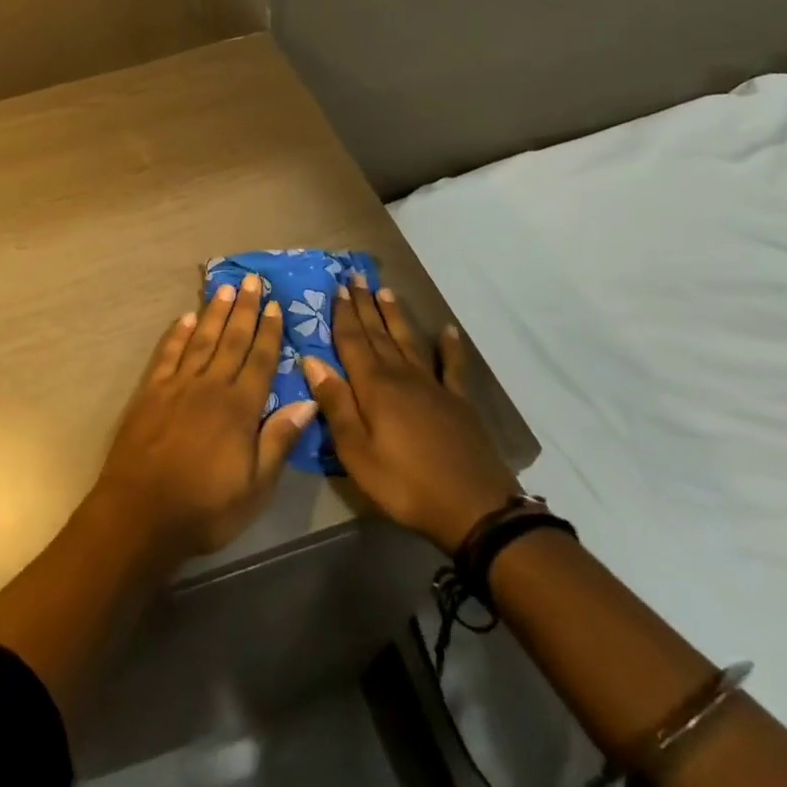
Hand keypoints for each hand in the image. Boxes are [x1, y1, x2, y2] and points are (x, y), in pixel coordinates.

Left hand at [93, 274, 317, 561]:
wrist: (140, 512)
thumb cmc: (205, 508)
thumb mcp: (255, 488)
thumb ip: (279, 441)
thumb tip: (308, 402)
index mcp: (239, 409)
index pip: (260, 361)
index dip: (269, 332)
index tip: (275, 305)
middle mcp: (209, 386)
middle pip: (231, 340)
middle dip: (244, 309)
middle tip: (252, 279)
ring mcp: (177, 385)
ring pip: (201, 339)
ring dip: (214, 312)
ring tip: (224, 288)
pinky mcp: (150, 391)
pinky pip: (167, 353)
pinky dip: (178, 334)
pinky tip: (186, 318)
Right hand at [301, 279, 520, 554]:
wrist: (476, 509)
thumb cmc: (405, 483)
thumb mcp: (356, 452)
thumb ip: (335, 403)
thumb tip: (311, 359)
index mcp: (373, 386)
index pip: (352, 341)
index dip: (343, 314)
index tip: (337, 288)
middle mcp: (401, 375)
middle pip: (378, 334)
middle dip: (365, 305)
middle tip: (356, 277)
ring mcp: (433, 386)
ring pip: (408, 341)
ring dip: (395, 316)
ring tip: (386, 291)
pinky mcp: (458, 402)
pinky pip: (452, 368)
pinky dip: (450, 347)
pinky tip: (448, 331)